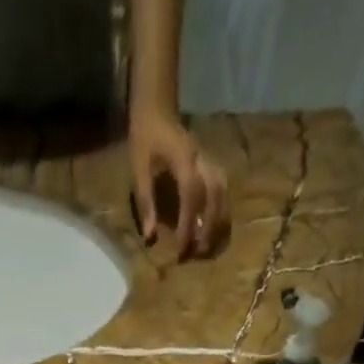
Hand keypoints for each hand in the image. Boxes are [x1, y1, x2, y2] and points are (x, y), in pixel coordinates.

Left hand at [129, 110, 228, 258]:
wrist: (158, 109)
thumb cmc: (145, 138)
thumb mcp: (139, 169)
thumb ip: (146, 202)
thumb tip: (150, 237)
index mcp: (184, 159)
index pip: (192, 196)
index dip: (188, 224)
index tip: (182, 248)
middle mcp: (203, 160)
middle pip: (215, 196)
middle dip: (209, 228)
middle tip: (198, 254)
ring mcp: (211, 162)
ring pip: (224, 195)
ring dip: (220, 223)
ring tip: (210, 247)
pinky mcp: (212, 167)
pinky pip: (223, 192)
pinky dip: (221, 213)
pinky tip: (214, 231)